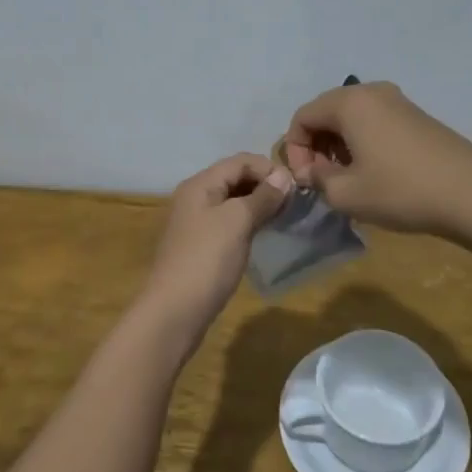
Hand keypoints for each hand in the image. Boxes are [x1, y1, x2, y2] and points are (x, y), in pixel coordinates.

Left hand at [134, 153, 293, 346]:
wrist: (174, 311)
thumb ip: (262, 196)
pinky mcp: (200, 245)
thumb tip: (284, 175)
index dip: (269, 168)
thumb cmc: (207, 260)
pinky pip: (228, 222)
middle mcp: (194, 197)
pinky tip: (262, 233)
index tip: (296, 187)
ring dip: (258, 204)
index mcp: (200, 184)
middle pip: (234, 178)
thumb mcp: (237, 222)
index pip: (240, 161)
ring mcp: (195, 222)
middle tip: (293, 203)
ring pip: (232, 201)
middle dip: (264, 185)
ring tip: (283, 217)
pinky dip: (248, 221)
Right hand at [282, 81, 471, 239]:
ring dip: (339, 145)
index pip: (302, 117)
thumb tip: (312, 171)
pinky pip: (374, 121)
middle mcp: (372, 92)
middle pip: (326, 112)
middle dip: (316, 145)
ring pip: (351, 117)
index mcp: (349, 102)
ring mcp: (398, 101)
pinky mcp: (417, 116)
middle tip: (323, 179)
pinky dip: (363, 141)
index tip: (306, 181)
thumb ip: (318, 179)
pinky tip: (375, 172)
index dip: (295, 149)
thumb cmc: (402, 191)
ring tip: (348, 178)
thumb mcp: (347, 194)